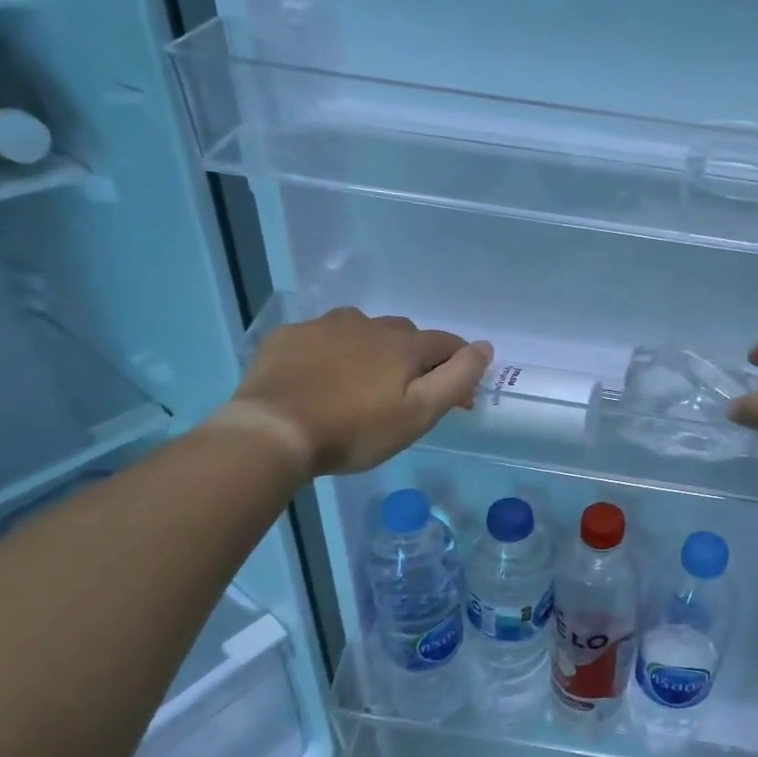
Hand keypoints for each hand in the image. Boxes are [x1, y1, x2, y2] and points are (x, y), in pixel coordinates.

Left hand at [228, 307, 492, 475]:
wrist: (273, 432)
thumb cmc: (355, 430)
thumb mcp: (419, 414)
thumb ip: (457, 378)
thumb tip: (484, 347)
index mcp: (403, 344)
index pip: (447, 343)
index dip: (459, 366)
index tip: (458, 398)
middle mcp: (368, 324)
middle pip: (405, 335)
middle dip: (414, 359)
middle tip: (404, 396)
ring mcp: (324, 327)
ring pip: (362, 331)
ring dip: (371, 350)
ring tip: (359, 384)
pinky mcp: (288, 337)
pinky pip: (321, 338)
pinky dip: (330, 352)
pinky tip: (320, 378)